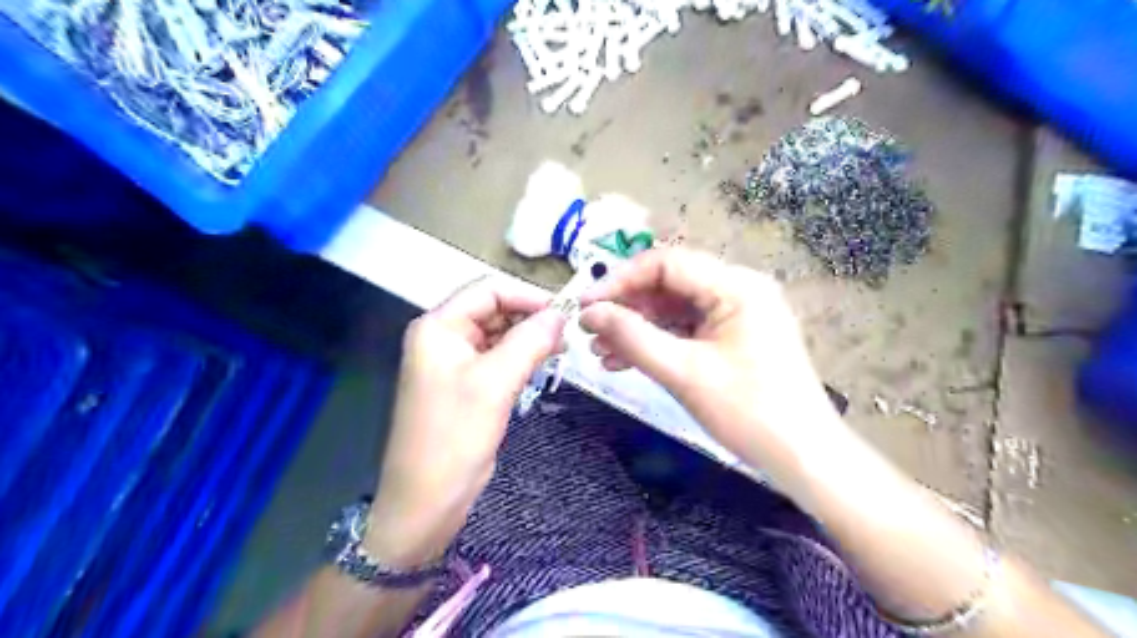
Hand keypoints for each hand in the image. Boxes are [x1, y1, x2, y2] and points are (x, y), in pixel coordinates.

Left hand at [363, 276, 561, 565]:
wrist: (427, 499)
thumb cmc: (455, 436)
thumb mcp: (495, 382)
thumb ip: (529, 341)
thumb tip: (561, 314)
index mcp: (438, 326)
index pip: (488, 290)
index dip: (527, 295)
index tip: (563, 313)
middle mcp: (444, 337)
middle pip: (493, 310)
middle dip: (530, 318)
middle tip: (567, 335)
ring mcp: (455, 362)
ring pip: (498, 335)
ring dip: (529, 338)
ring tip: (561, 349)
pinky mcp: (467, 384)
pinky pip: (497, 358)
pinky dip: (521, 358)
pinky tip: (543, 364)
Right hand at [580, 247, 836, 458]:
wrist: (803, 457)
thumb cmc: (749, 412)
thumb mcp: (683, 373)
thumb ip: (633, 337)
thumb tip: (590, 313)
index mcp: (736, 286)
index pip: (666, 263)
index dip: (620, 280)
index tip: (585, 306)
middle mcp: (738, 289)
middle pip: (669, 284)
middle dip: (626, 307)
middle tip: (588, 331)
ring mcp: (737, 313)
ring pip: (673, 309)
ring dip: (636, 328)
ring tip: (599, 351)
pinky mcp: (733, 337)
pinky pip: (686, 329)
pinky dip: (656, 343)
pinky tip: (623, 361)